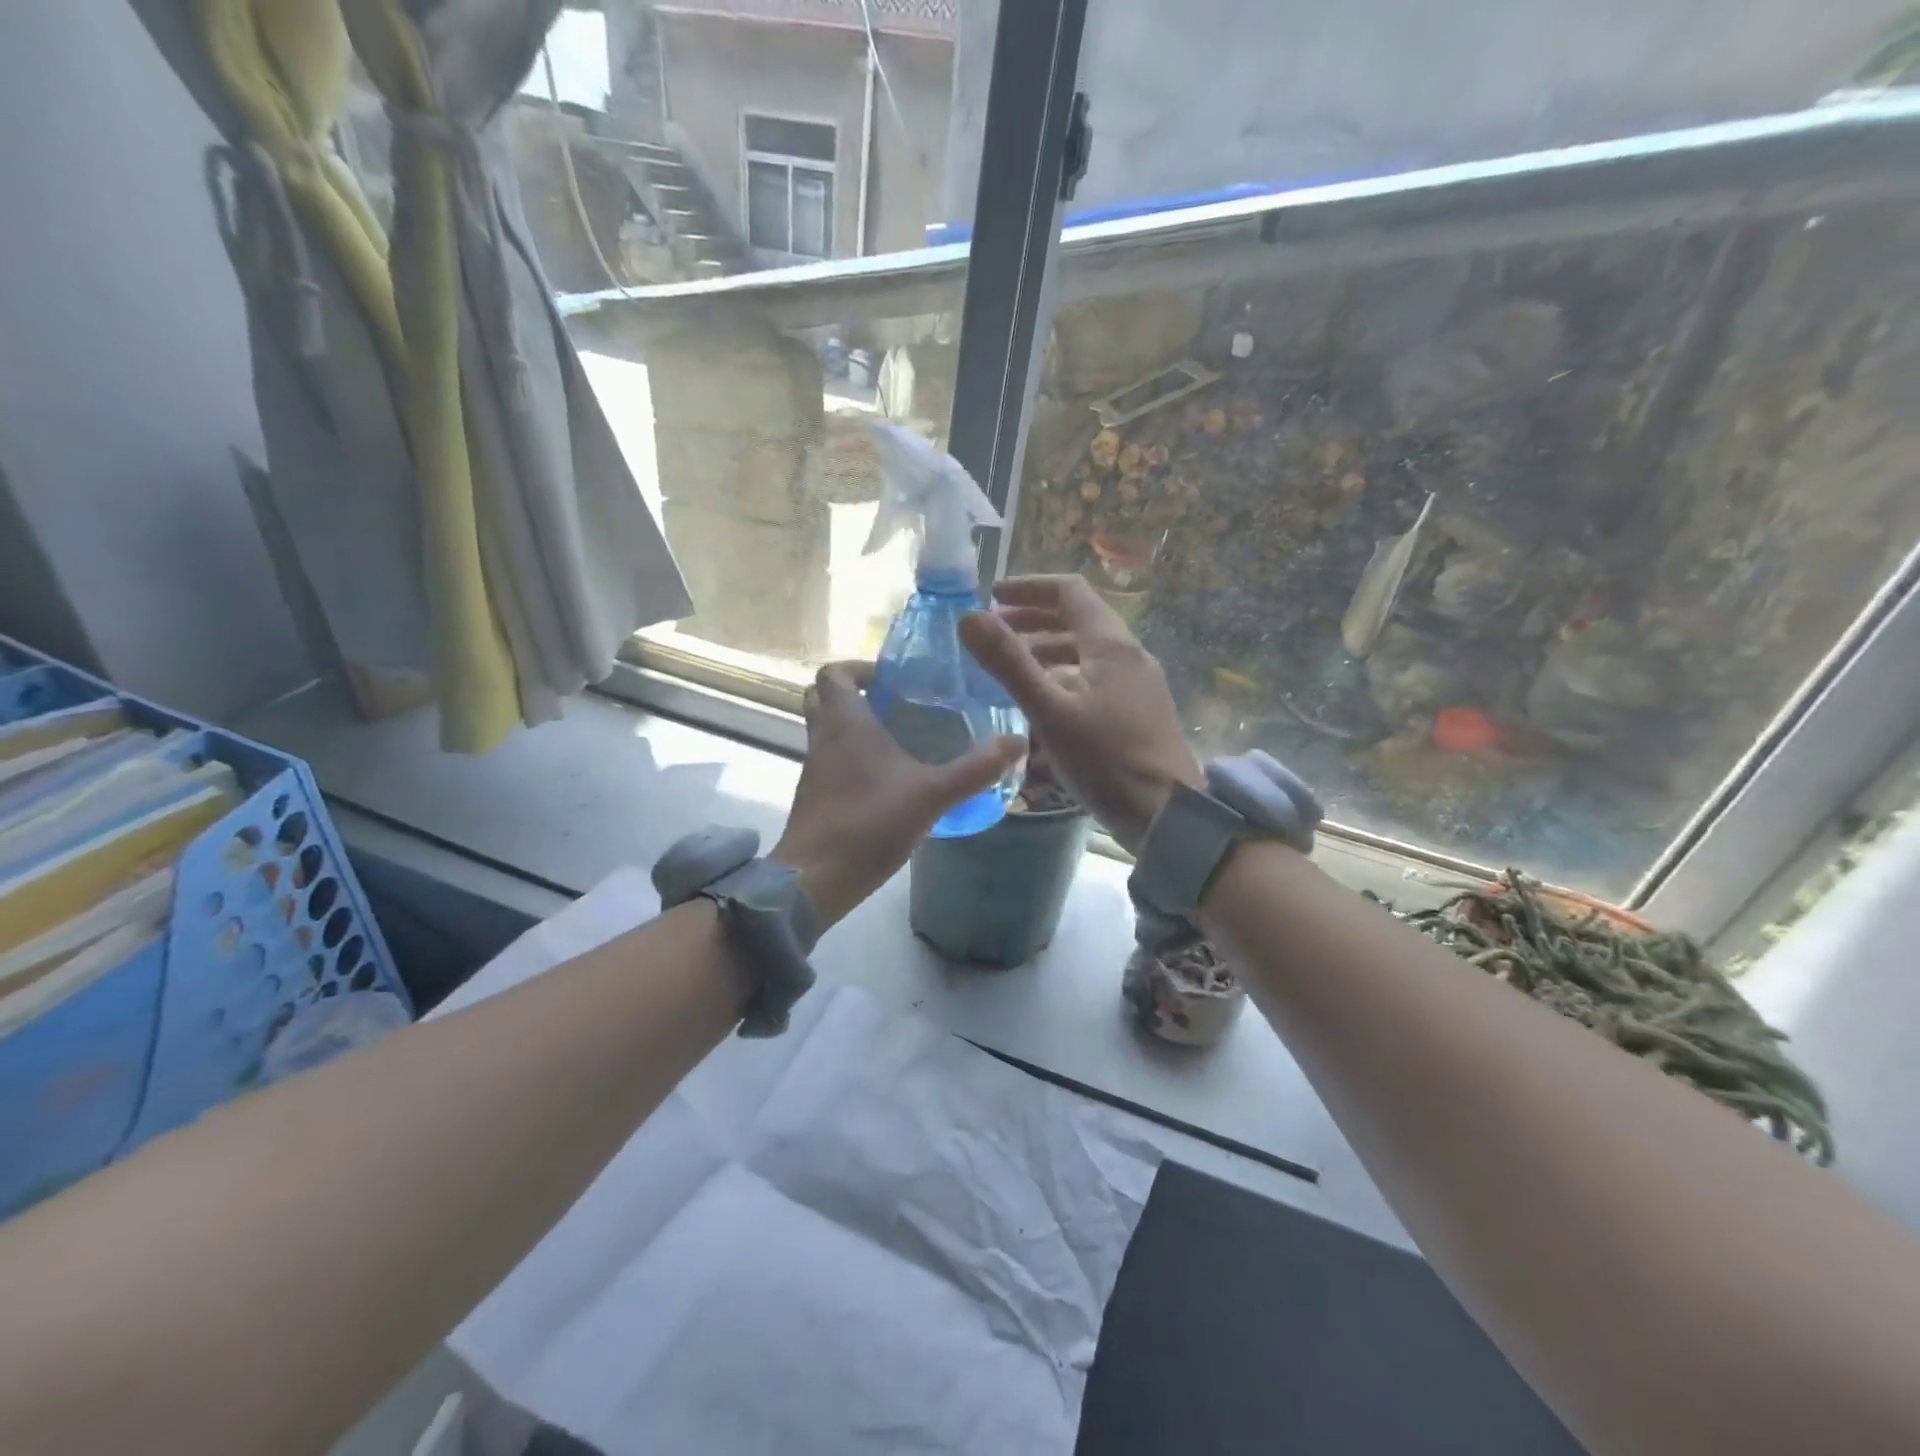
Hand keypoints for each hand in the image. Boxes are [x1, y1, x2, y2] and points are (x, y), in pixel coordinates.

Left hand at [772, 661, 1026, 928]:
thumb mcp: (933, 795)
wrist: (816, 879)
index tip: (893, 681)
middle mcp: (823, 737)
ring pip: (828, 731)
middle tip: (899, 706)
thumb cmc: (870, 823)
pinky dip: (854, 759)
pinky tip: (889, 781)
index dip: (860, 668)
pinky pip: (832, 761)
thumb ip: (976, 769)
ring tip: (903, 741)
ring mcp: (814, 768)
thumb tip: (1018, 742)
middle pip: (826, 698)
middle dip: (858, 695)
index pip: (834, 672)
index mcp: (845, 722)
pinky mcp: (815, 796)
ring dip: (857, 728)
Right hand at [960, 575, 1201, 853]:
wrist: (1167, 815)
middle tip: (996, 632)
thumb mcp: (1050, 710)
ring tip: (1013, 667)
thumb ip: (1009, 663)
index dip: (1029, 587)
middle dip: (1034, 619)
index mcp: (1111, 645)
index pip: (1070, 592)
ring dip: (1048, 649)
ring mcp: (1139, 684)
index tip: (992, 596)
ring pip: (1087, 651)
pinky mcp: (1140, 711)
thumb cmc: (1106, 759)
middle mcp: (1130, 655)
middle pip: (1079, 619)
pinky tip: (1045, 703)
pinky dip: (1065, 675)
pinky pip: (1096, 677)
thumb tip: (968, 617)